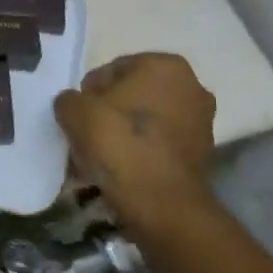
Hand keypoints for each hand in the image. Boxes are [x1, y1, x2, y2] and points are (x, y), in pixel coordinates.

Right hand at [54, 53, 217, 232]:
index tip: (78, 115)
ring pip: (147, 119)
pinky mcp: (204, 153)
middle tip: (87, 133)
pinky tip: (120, 169)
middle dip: (110, 110)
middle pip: (133, 93)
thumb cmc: (120, 145)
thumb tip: (75, 105)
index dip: (90, 92)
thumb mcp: (75, 112)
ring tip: (101, 155)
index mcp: (164, 66)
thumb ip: (68, 99)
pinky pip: (160, 142)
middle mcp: (192, 86)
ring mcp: (202, 121)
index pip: (113, 69)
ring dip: (124, 131)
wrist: (163, 206)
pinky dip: (141, 150)